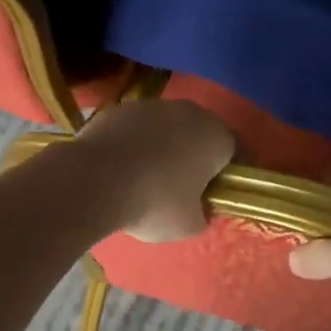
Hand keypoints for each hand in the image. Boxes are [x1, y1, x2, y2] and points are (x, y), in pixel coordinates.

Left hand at [73, 100, 234, 242]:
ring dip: (166, 146)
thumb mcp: (190, 225)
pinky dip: (136, 143)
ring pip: (168, 127)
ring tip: (150, 177)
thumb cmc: (154, 203)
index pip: (237, 150)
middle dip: (198, 155)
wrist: (93, 180)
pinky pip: (138, 128)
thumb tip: (199, 208)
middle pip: (202, 133)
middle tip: (188, 186)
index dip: (232, 172)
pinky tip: (123, 167)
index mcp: (216, 136)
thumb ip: (203, 213)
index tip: (223, 192)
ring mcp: (152, 105)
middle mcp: (189, 112)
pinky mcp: (119, 108)